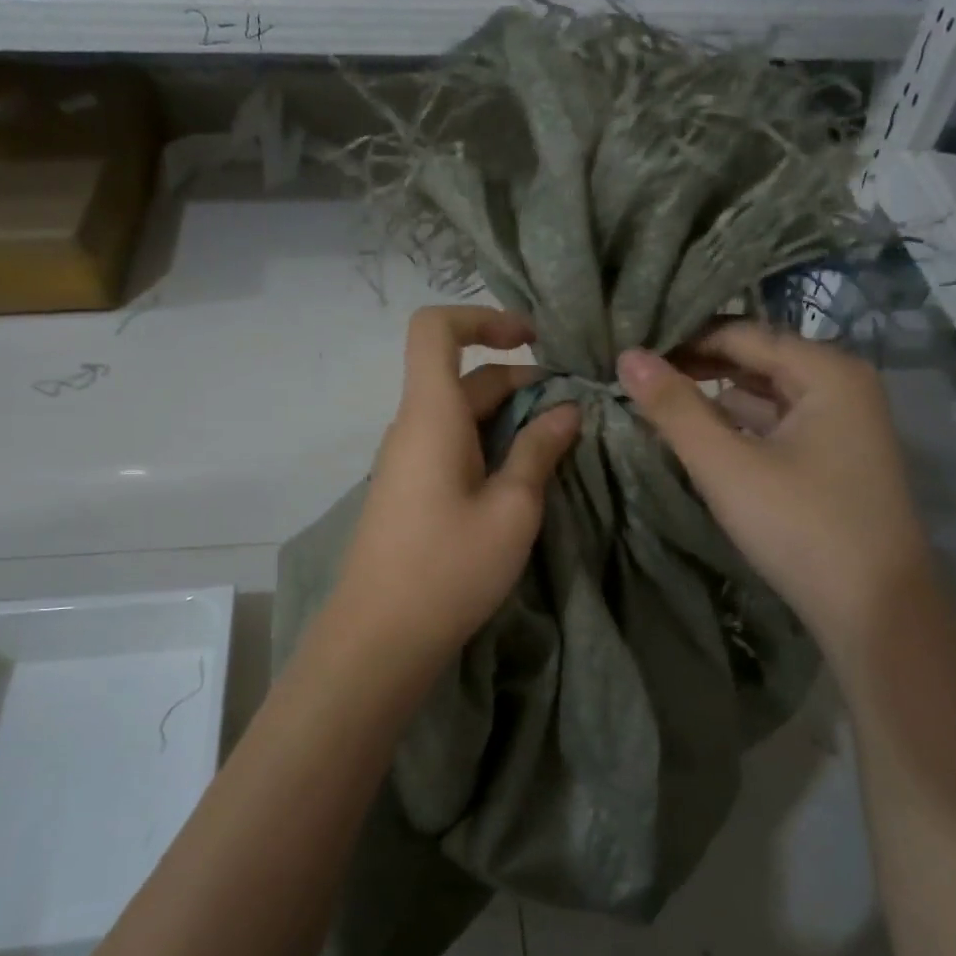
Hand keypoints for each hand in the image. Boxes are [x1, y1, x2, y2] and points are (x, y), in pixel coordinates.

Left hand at [334, 306, 580, 664]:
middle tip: (576, 413)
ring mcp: (407, 460)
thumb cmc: (448, 569)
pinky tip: (523, 480)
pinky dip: (490, 445)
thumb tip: (566, 411)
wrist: (379, 638)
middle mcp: (413, 426)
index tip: (533, 339)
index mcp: (431, 415)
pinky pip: (452, 446)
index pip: (435, 327)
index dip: (483, 317)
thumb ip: (539, 451)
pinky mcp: (410, 490)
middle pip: (463, 376)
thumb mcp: (511, 510)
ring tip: (561, 447)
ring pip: (461, 415)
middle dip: (521, 382)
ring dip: (510, 418)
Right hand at [616, 322, 930, 649]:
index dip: (683, 340)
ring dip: (714, 399)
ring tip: (655, 401)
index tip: (631, 352)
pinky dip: (737, 426)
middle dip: (697, 367)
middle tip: (635, 377)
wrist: (874, 610)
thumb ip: (675, 408)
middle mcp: (841, 385)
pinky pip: (776, 426)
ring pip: (765, 396)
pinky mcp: (833, 460)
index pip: (741, 334)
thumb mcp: (726, 465)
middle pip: (756, 361)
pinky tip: (698, 436)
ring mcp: (842, 425)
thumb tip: (627, 356)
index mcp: (826, 371)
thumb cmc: (800, 526)